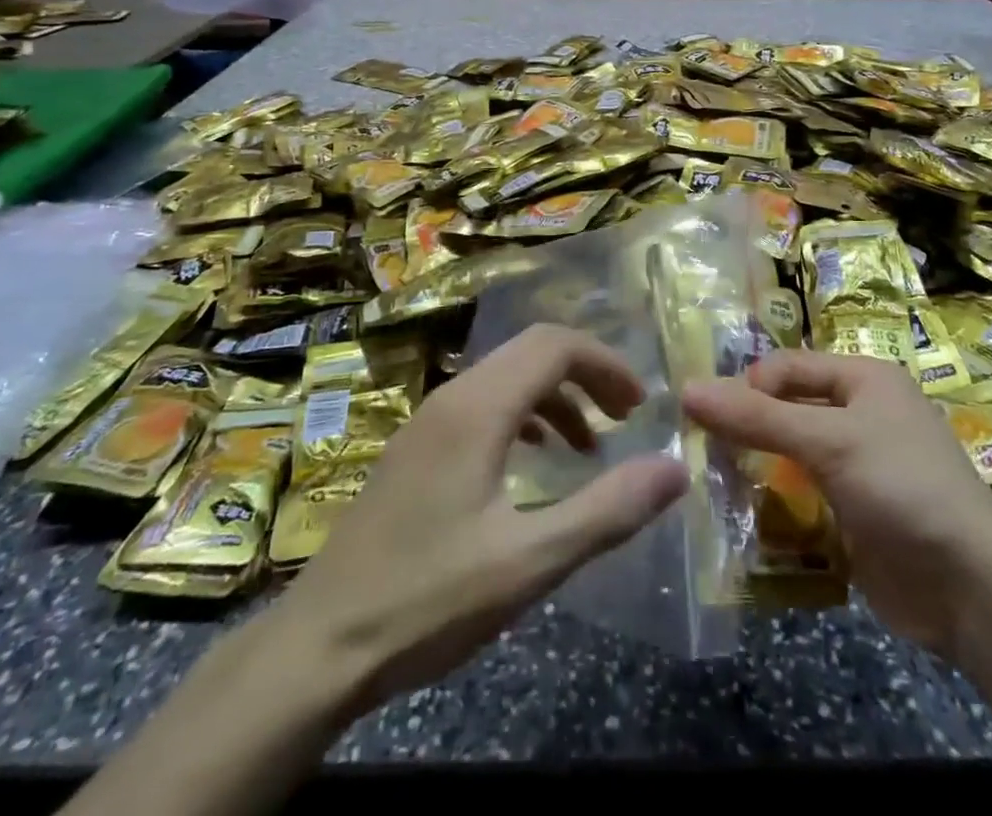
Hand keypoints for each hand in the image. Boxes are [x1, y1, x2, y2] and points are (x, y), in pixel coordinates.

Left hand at [248, 323, 687, 724]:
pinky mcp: (416, 448)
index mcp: (478, 407)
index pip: (555, 345)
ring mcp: (427, 420)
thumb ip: (606, 511)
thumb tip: (675, 469)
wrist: (316, 647)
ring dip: (556, 396)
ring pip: (506, 376)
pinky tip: (532, 461)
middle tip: (625, 418)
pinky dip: (524, 416)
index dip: (605, 364)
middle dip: (586, 374)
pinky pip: (483, 404)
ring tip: (588, 447)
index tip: (639, 407)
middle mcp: (452, 396)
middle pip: (532, 351)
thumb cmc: (426, 601)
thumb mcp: (529, 562)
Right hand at [683, 351, 991, 653]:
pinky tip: (741, 515)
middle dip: (747, 426)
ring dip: (756, 465)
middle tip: (700, 450)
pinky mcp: (853, 511)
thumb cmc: (901, 487)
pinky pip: (802, 494)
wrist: (971, 589)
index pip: (788, 366)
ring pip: (791, 452)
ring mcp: (858, 465)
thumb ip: (757, 417)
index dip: (747, 385)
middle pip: (788, 407)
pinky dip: (773, 501)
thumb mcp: (828, 441)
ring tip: (711, 482)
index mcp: (864, 378)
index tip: (705, 416)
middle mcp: (861, 413)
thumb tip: (687, 389)